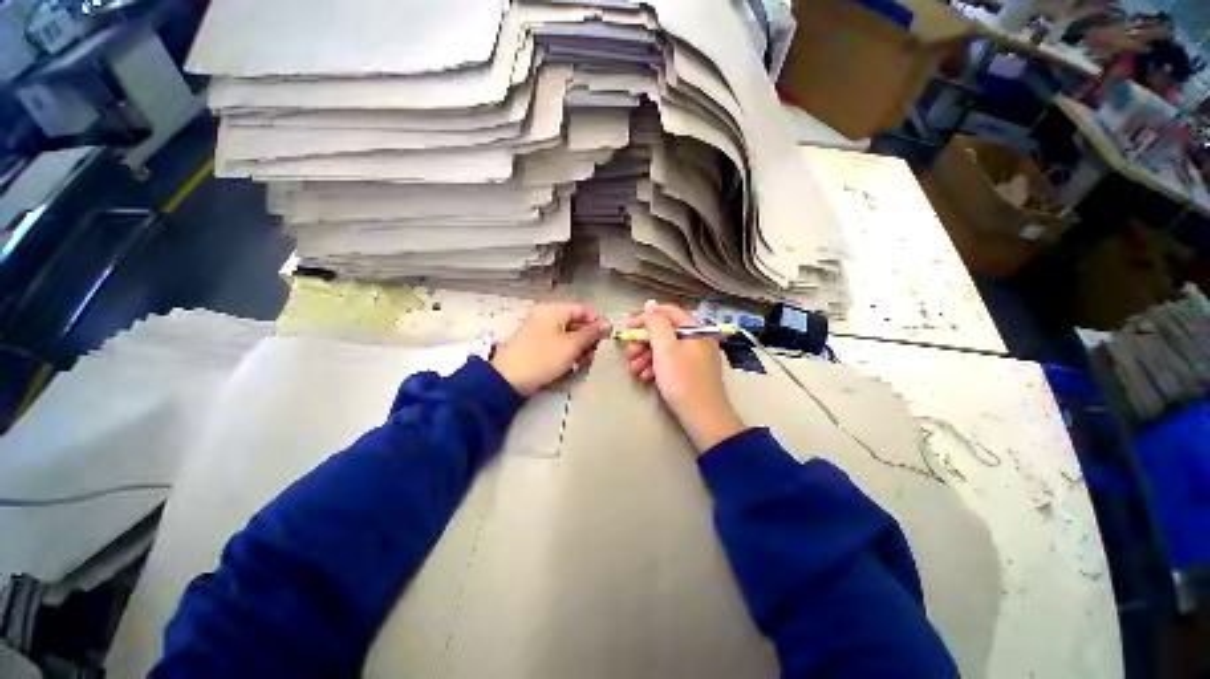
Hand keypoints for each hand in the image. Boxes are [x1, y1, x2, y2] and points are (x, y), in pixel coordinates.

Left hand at [491, 302, 611, 396]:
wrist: (509, 379)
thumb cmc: (543, 358)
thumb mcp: (572, 345)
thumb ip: (592, 333)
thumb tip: (608, 324)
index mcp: (554, 310)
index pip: (584, 310)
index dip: (598, 323)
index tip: (607, 339)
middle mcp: (547, 316)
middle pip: (577, 323)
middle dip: (588, 340)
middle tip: (592, 356)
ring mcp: (541, 330)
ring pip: (569, 335)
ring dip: (579, 349)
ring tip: (582, 364)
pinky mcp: (538, 345)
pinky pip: (559, 344)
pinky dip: (567, 353)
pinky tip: (570, 365)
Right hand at [624, 302, 744, 453]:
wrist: (703, 418)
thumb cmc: (682, 379)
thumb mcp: (665, 347)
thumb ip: (655, 323)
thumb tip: (649, 307)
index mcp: (695, 329)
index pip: (667, 312)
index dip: (645, 316)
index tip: (627, 327)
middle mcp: (697, 339)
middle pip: (664, 332)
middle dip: (643, 342)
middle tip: (629, 353)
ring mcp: (694, 357)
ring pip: (664, 348)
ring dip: (645, 356)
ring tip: (633, 370)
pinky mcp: (690, 372)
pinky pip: (669, 362)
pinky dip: (655, 366)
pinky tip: (644, 376)